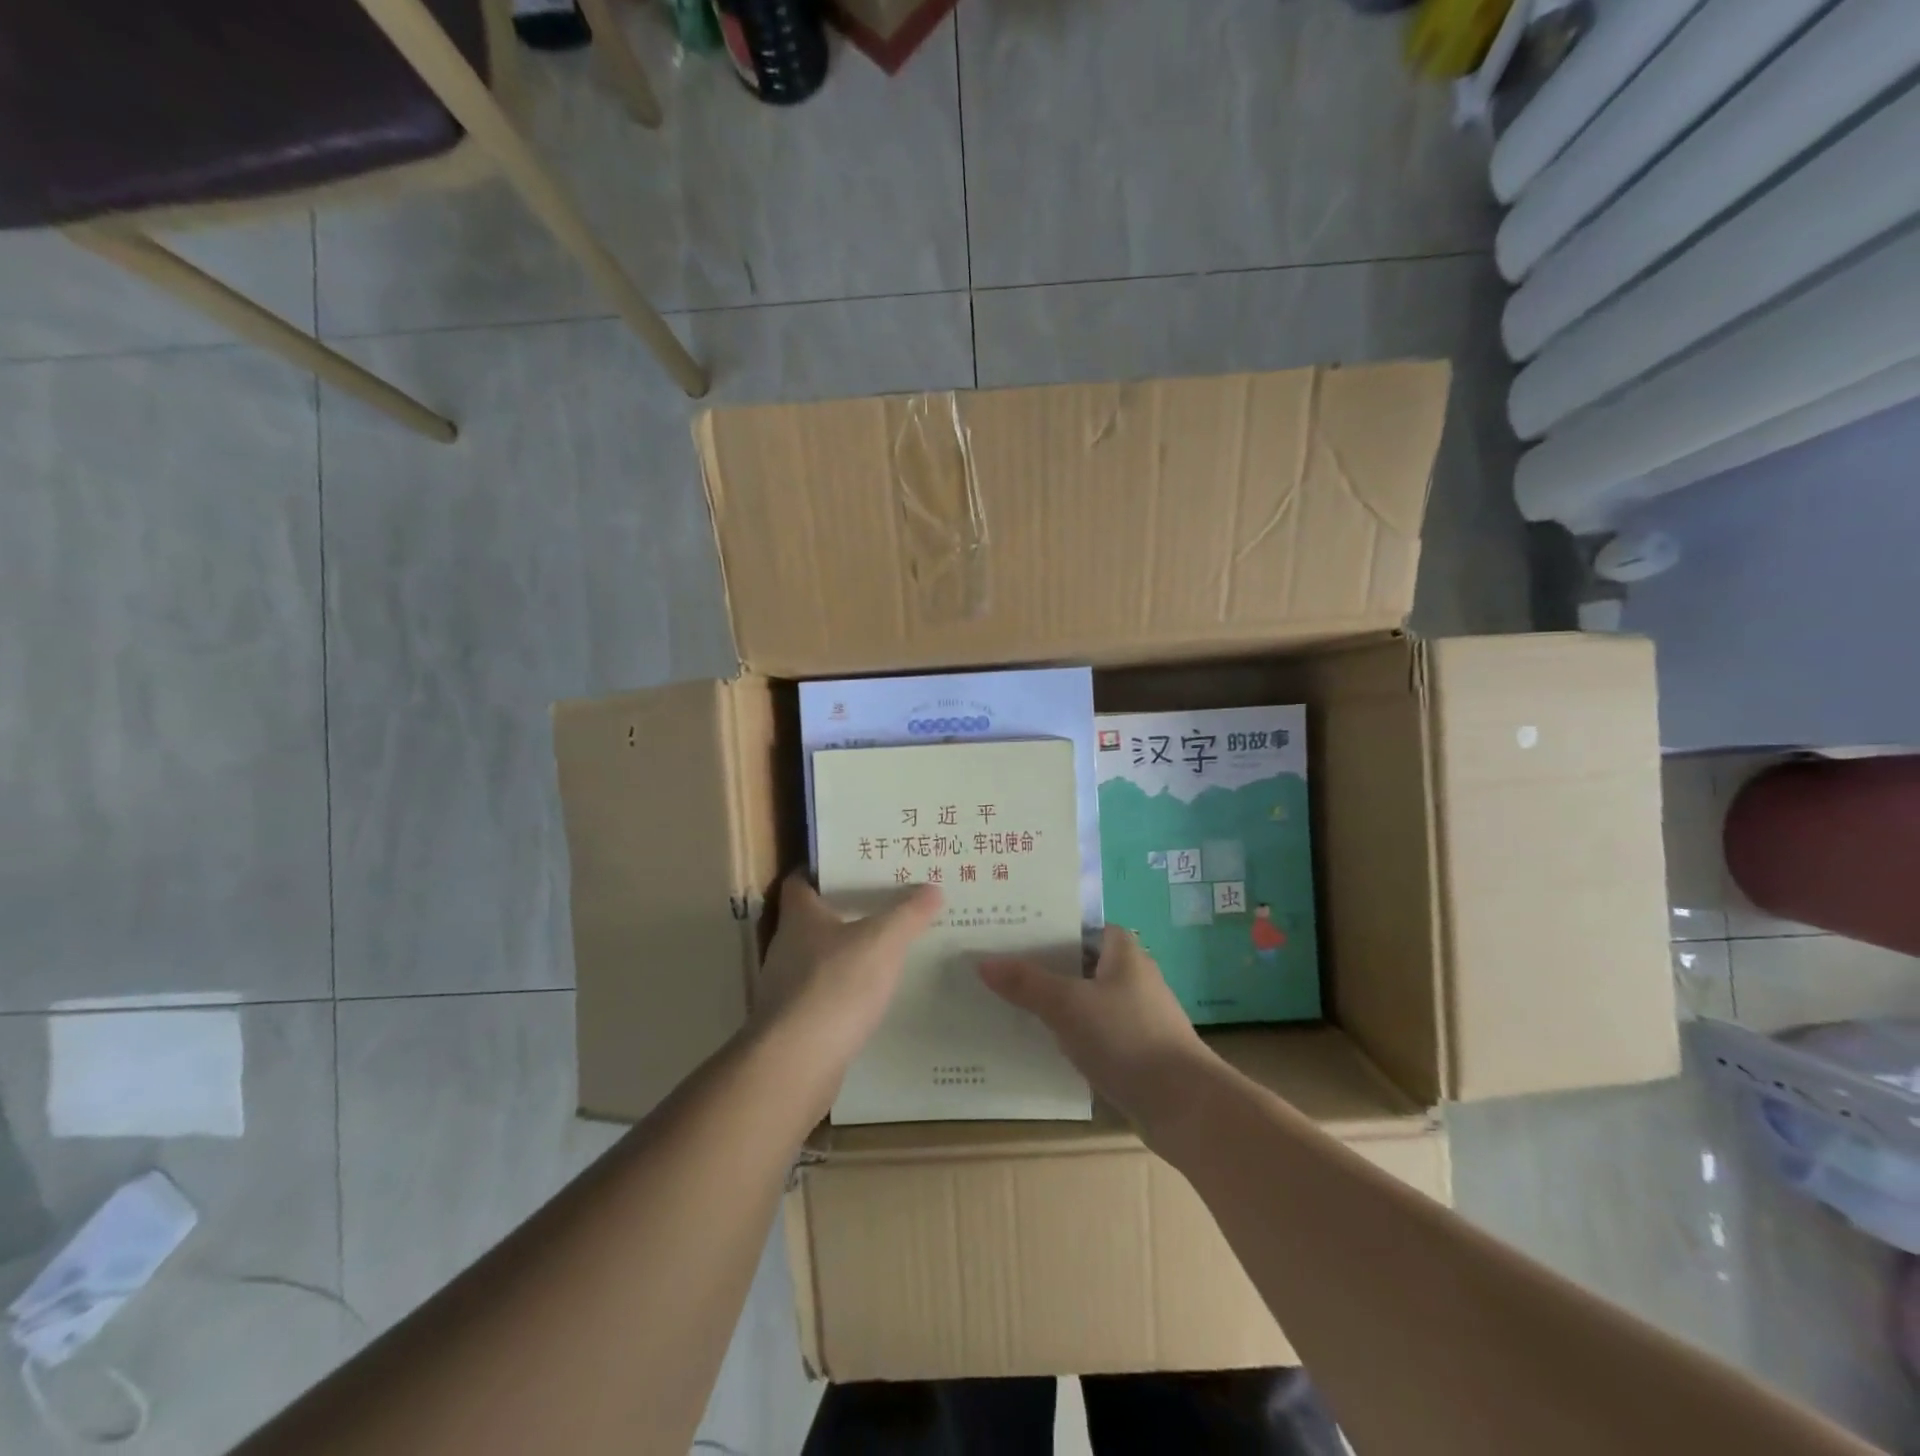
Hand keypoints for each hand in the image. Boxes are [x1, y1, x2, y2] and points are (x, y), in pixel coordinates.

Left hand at [749, 871, 942, 1107]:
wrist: (797, 1063)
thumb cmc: (836, 985)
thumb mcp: (883, 941)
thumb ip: (908, 914)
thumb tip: (932, 887)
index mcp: (800, 917)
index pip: (801, 880)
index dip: (823, 869)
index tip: (854, 864)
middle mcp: (787, 947)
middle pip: (813, 919)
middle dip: (844, 910)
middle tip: (885, 901)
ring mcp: (787, 987)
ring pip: (819, 959)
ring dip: (846, 953)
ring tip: (887, 947)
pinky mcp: (795, 1023)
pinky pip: (824, 995)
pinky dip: (846, 991)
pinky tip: (873, 996)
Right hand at [980, 927, 1216, 1134]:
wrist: (1184, 1107)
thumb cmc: (1126, 1038)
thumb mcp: (1067, 1005)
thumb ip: (1025, 982)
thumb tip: (983, 962)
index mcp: (1122, 950)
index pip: (1078, 924)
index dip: (1045, 925)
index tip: (1007, 930)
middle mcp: (1130, 975)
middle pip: (1076, 961)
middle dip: (1040, 964)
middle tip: (995, 965)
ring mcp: (1133, 1013)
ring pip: (1082, 997)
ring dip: (1051, 1000)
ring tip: (1004, 1000)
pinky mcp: (1132, 1048)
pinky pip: (1090, 1029)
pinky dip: (1066, 1031)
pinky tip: (1036, 1040)